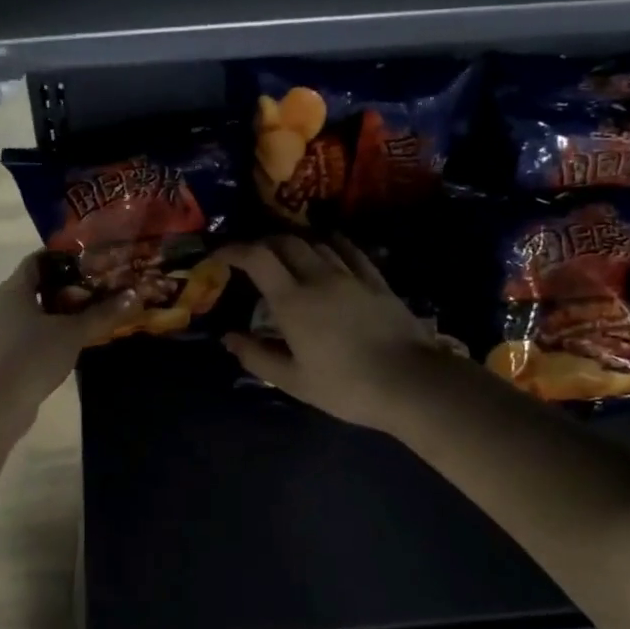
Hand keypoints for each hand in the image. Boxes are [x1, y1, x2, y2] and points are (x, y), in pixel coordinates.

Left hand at [0, 252, 138, 433]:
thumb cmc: (33, 357)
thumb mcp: (73, 333)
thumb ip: (102, 313)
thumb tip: (133, 295)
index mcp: (13, 289)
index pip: (37, 260)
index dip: (64, 258)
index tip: (91, 262)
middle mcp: (1, 304)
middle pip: (36, 286)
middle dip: (66, 287)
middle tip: (96, 290)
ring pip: (32, 311)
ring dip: (58, 312)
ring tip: (87, 316)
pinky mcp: (0, 353)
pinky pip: (27, 332)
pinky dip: (47, 331)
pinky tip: (68, 342)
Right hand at [214, 236, 447, 434]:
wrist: (411, 383)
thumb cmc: (346, 386)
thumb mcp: (293, 381)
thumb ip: (257, 356)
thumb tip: (228, 337)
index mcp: (292, 301)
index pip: (256, 258)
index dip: (233, 250)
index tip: (218, 256)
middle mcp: (319, 277)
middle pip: (285, 242)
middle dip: (261, 243)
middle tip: (249, 257)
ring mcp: (351, 275)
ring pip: (316, 242)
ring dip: (294, 242)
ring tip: (284, 254)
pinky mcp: (376, 280)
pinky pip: (349, 249)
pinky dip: (330, 242)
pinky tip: (328, 246)